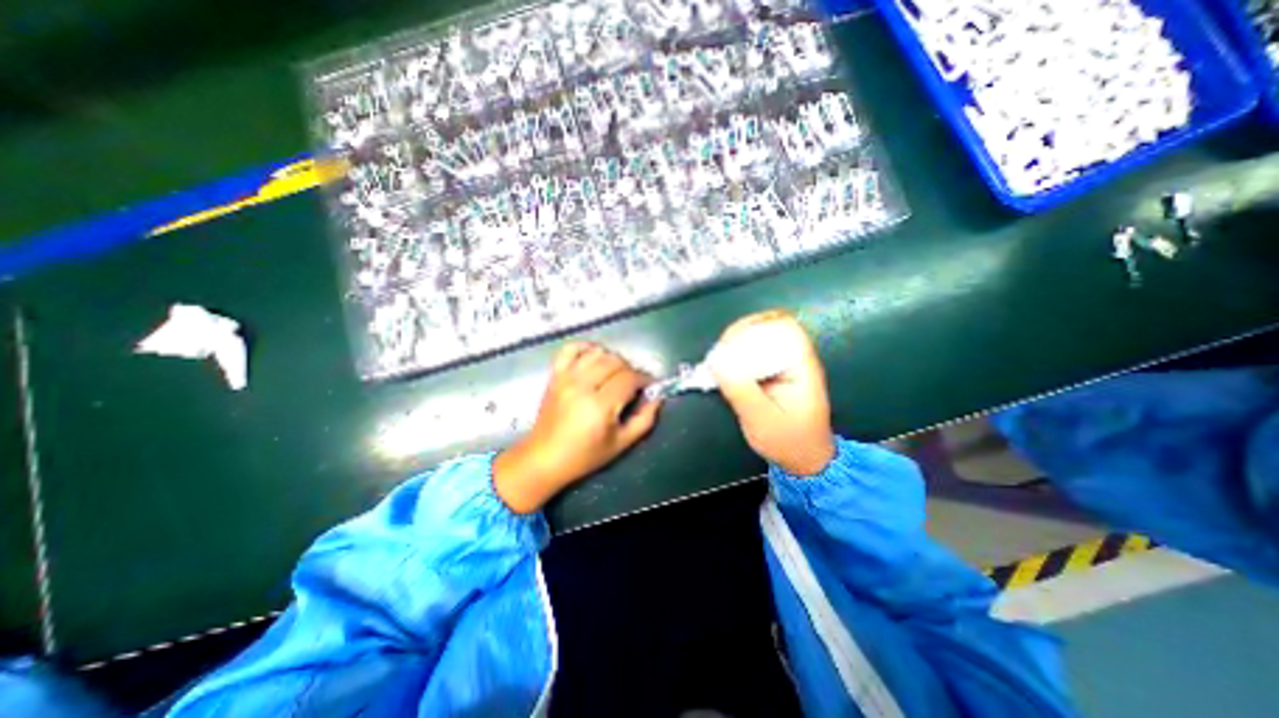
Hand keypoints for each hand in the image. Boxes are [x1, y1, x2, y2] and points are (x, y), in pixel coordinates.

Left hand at [495, 339, 664, 512]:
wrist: (544, 458)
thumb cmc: (584, 456)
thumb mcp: (621, 444)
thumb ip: (644, 420)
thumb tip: (657, 397)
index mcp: (599, 406)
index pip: (629, 378)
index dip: (644, 379)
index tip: (649, 386)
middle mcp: (582, 386)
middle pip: (615, 362)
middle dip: (631, 369)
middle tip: (633, 384)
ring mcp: (566, 378)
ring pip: (597, 353)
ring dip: (612, 359)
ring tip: (616, 373)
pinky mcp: (555, 375)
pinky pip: (570, 349)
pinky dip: (585, 347)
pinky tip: (594, 357)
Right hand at [710, 308, 842, 472]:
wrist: (804, 460)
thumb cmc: (789, 442)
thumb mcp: (762, 420)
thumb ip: (740, 390)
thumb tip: (715, 361)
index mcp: (801, 365)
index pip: (784, 326)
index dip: (756, 326)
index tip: (730, 342)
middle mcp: (794, 358)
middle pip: (768, 327)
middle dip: (740, 334)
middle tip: (718, 354)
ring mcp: (783, 364)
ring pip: (759, 338)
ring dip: (736, 345)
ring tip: (717, 361)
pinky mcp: (771, 372)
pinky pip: (752, 354)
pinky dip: (736, 357)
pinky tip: (723, 369)